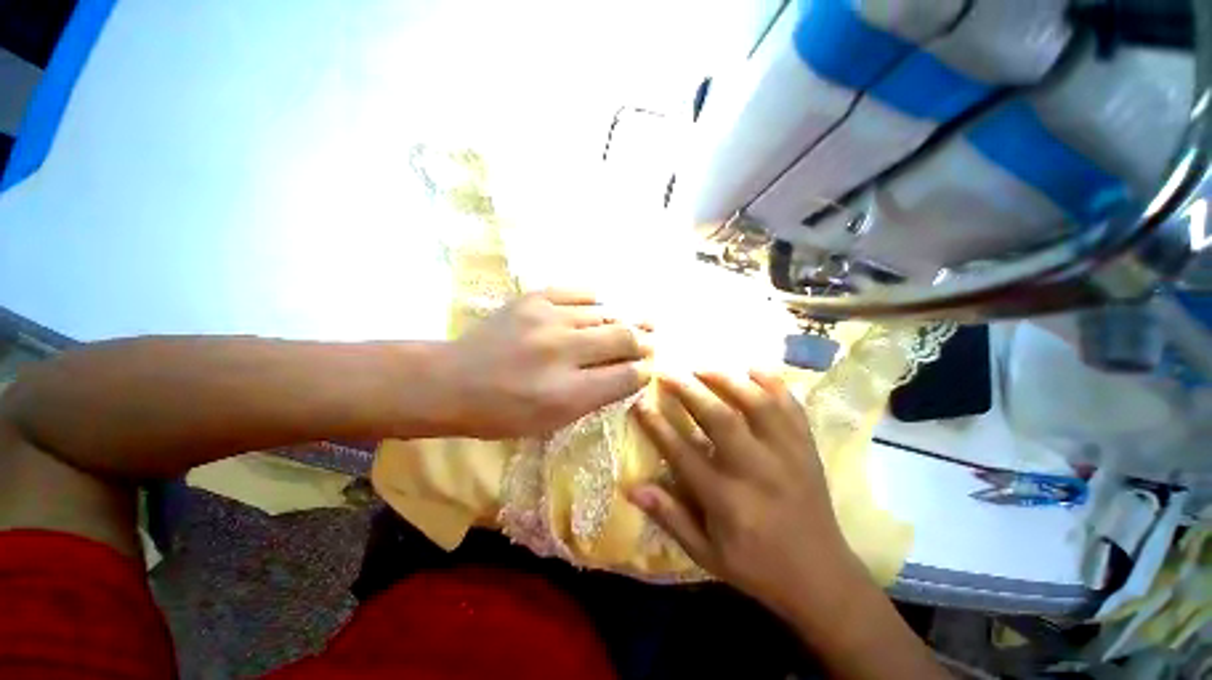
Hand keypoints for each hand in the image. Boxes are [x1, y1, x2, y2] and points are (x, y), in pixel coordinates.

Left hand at [441, 289, 650, 437]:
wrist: (452, 381)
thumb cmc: (503, 413)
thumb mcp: (552, 421)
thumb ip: (595, 397)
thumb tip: (628, 373)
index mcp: (566, 393)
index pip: (625, 376)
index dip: (644, 371)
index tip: (648, 368)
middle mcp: (561, 352)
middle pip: (623, 337)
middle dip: (644, 342)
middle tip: (650, 342)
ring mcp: (546, 319)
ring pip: (605, 313)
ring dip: (623, 321)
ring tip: (632, 323)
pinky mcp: (533, 299)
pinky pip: (580, 293)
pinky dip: (597, 302)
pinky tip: (602, 309)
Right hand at [628, 370, 865, 618]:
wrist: (822, 578)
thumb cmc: (757, 566)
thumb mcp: (706, 554)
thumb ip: (670, 518)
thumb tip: (632, 487)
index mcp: (727, 500)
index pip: (683, 453)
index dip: (657, 426)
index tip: (640, 403)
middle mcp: (756, 471)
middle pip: (720, 418)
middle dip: (689, 390)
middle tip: (667, 373)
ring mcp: (787, 455)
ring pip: (757, 404)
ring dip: (726, 379)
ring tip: (703, 367)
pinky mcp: (807, 448)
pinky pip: (791, 406)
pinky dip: (772, 383)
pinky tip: (752, 370)